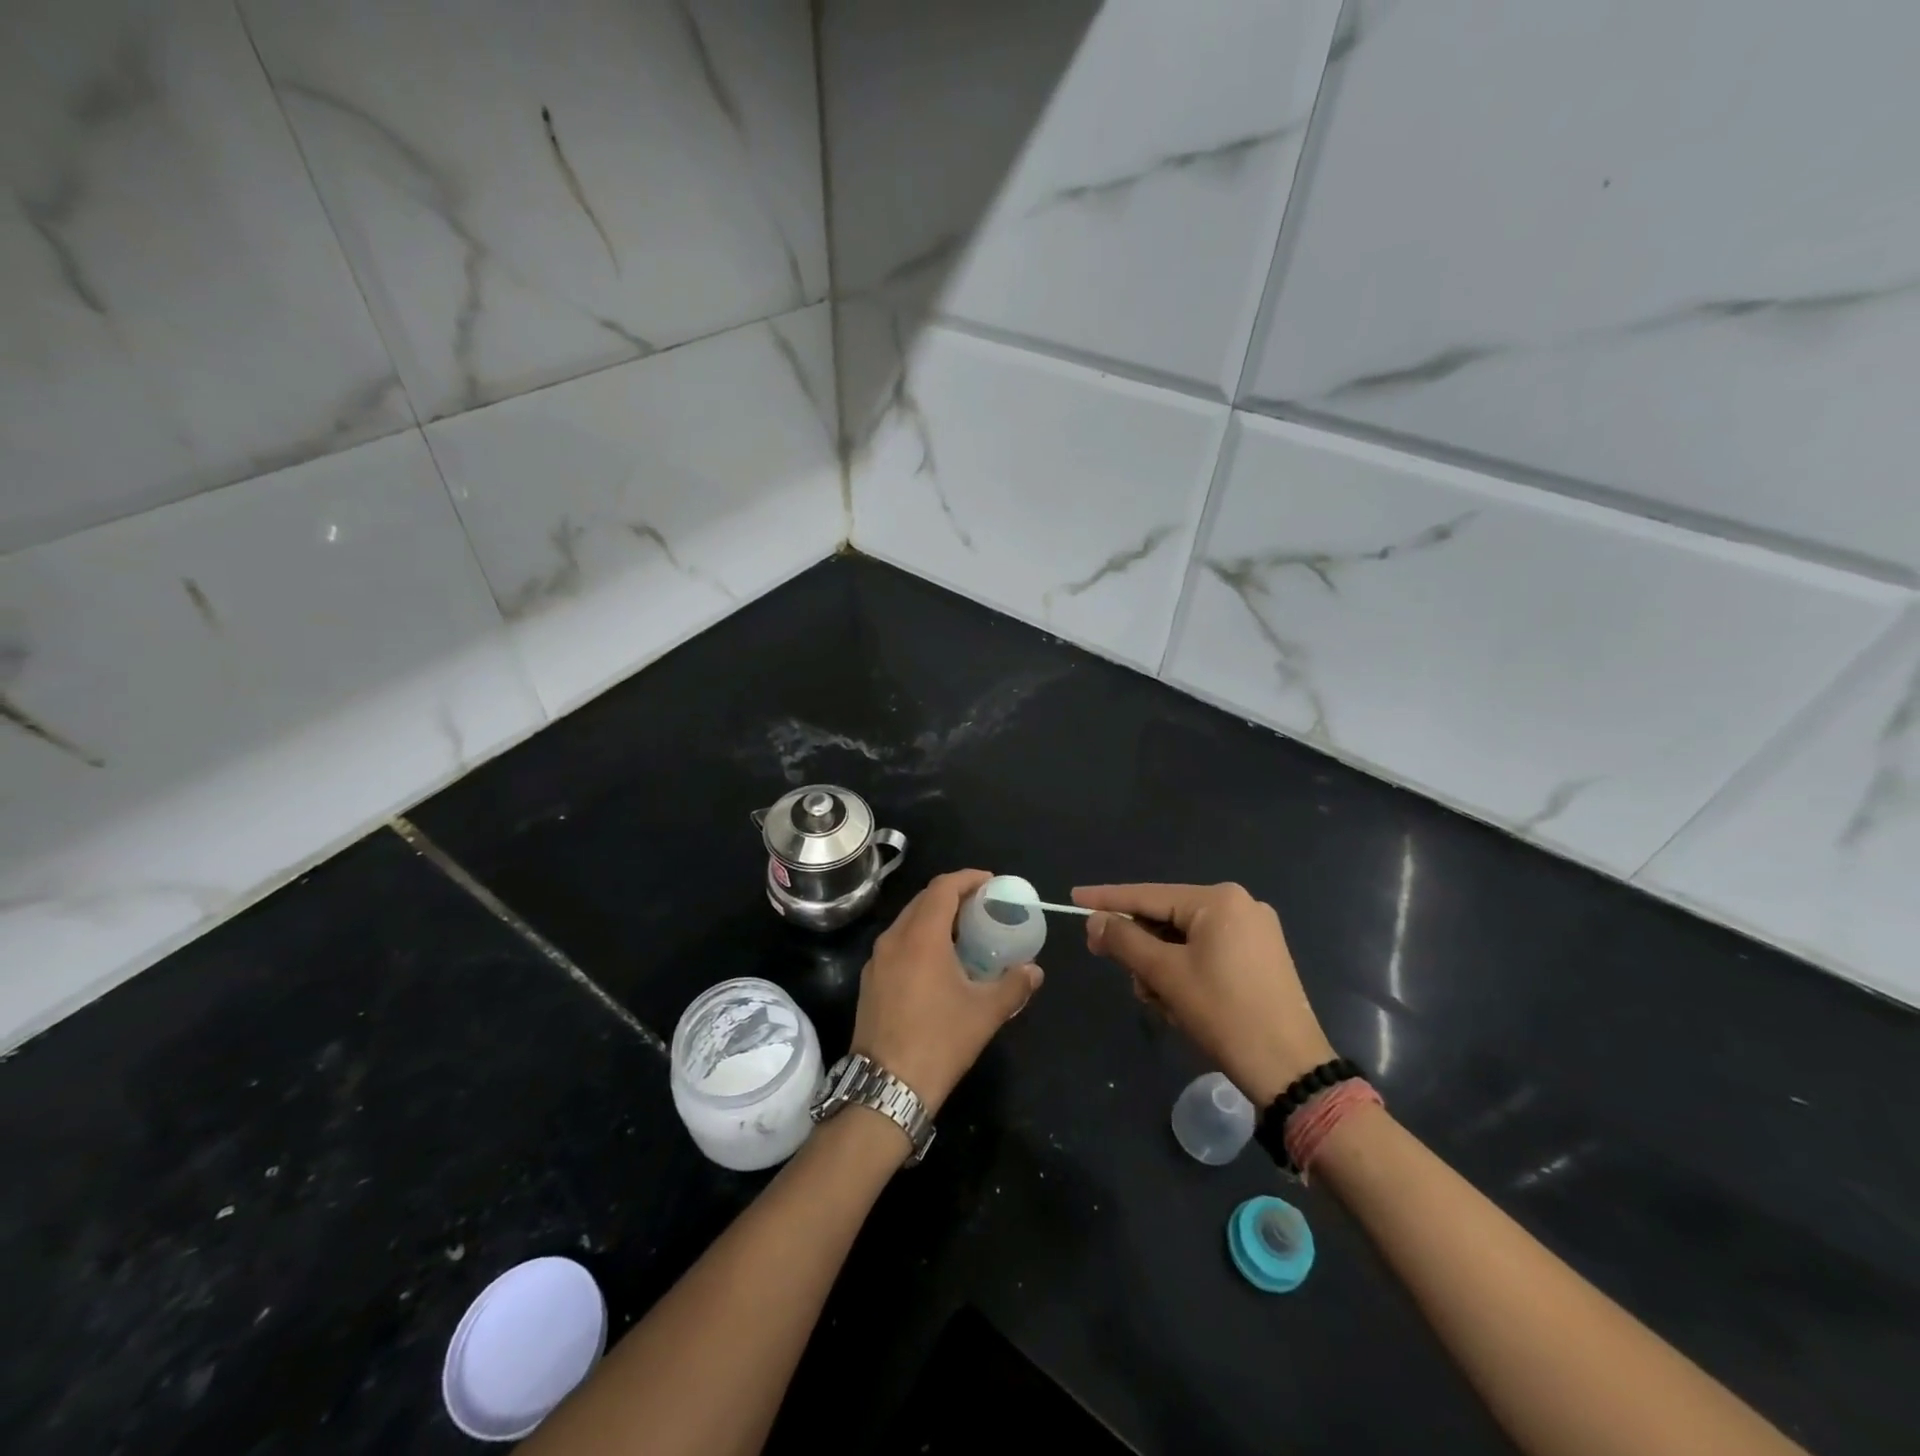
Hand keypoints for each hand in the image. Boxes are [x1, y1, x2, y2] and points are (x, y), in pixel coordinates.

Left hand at [851, 869, 1042, 1116]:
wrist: (886, 1087)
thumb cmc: (939, 1041)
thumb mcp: (985, 1013)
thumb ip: (1014, 985)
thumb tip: (1035, 970)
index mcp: (921, 936)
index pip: (943, 887)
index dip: (968, 879)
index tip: (991, 883)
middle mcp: (894, 938)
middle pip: (924, 900)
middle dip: (953, 896)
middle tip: (982, 907)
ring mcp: (877, 960)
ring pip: (908, 922)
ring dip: (935, 918)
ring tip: (964, 934)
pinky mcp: (870, 980)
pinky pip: (898, 944)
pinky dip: (919, 939)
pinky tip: (938, 964)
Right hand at [1072, 882, 1332, 1106]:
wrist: (1290, 1069)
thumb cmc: (1224, 1014)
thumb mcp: (1165, 975)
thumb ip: (1125, 940)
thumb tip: (1095, 921)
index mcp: (1218, 900)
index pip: (1148, 894)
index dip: (1107, 899)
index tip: (1074, 897)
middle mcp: (1239, 905)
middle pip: (1167, 917)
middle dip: (1141, 947)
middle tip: (1118, 971)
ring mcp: (1254, 931)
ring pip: (1184, 939)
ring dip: (1161, 967)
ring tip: (1159, 1001)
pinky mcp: (1261, 957)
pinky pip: (1206, 952)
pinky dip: (1185, 972)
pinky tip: (1178, 1002)